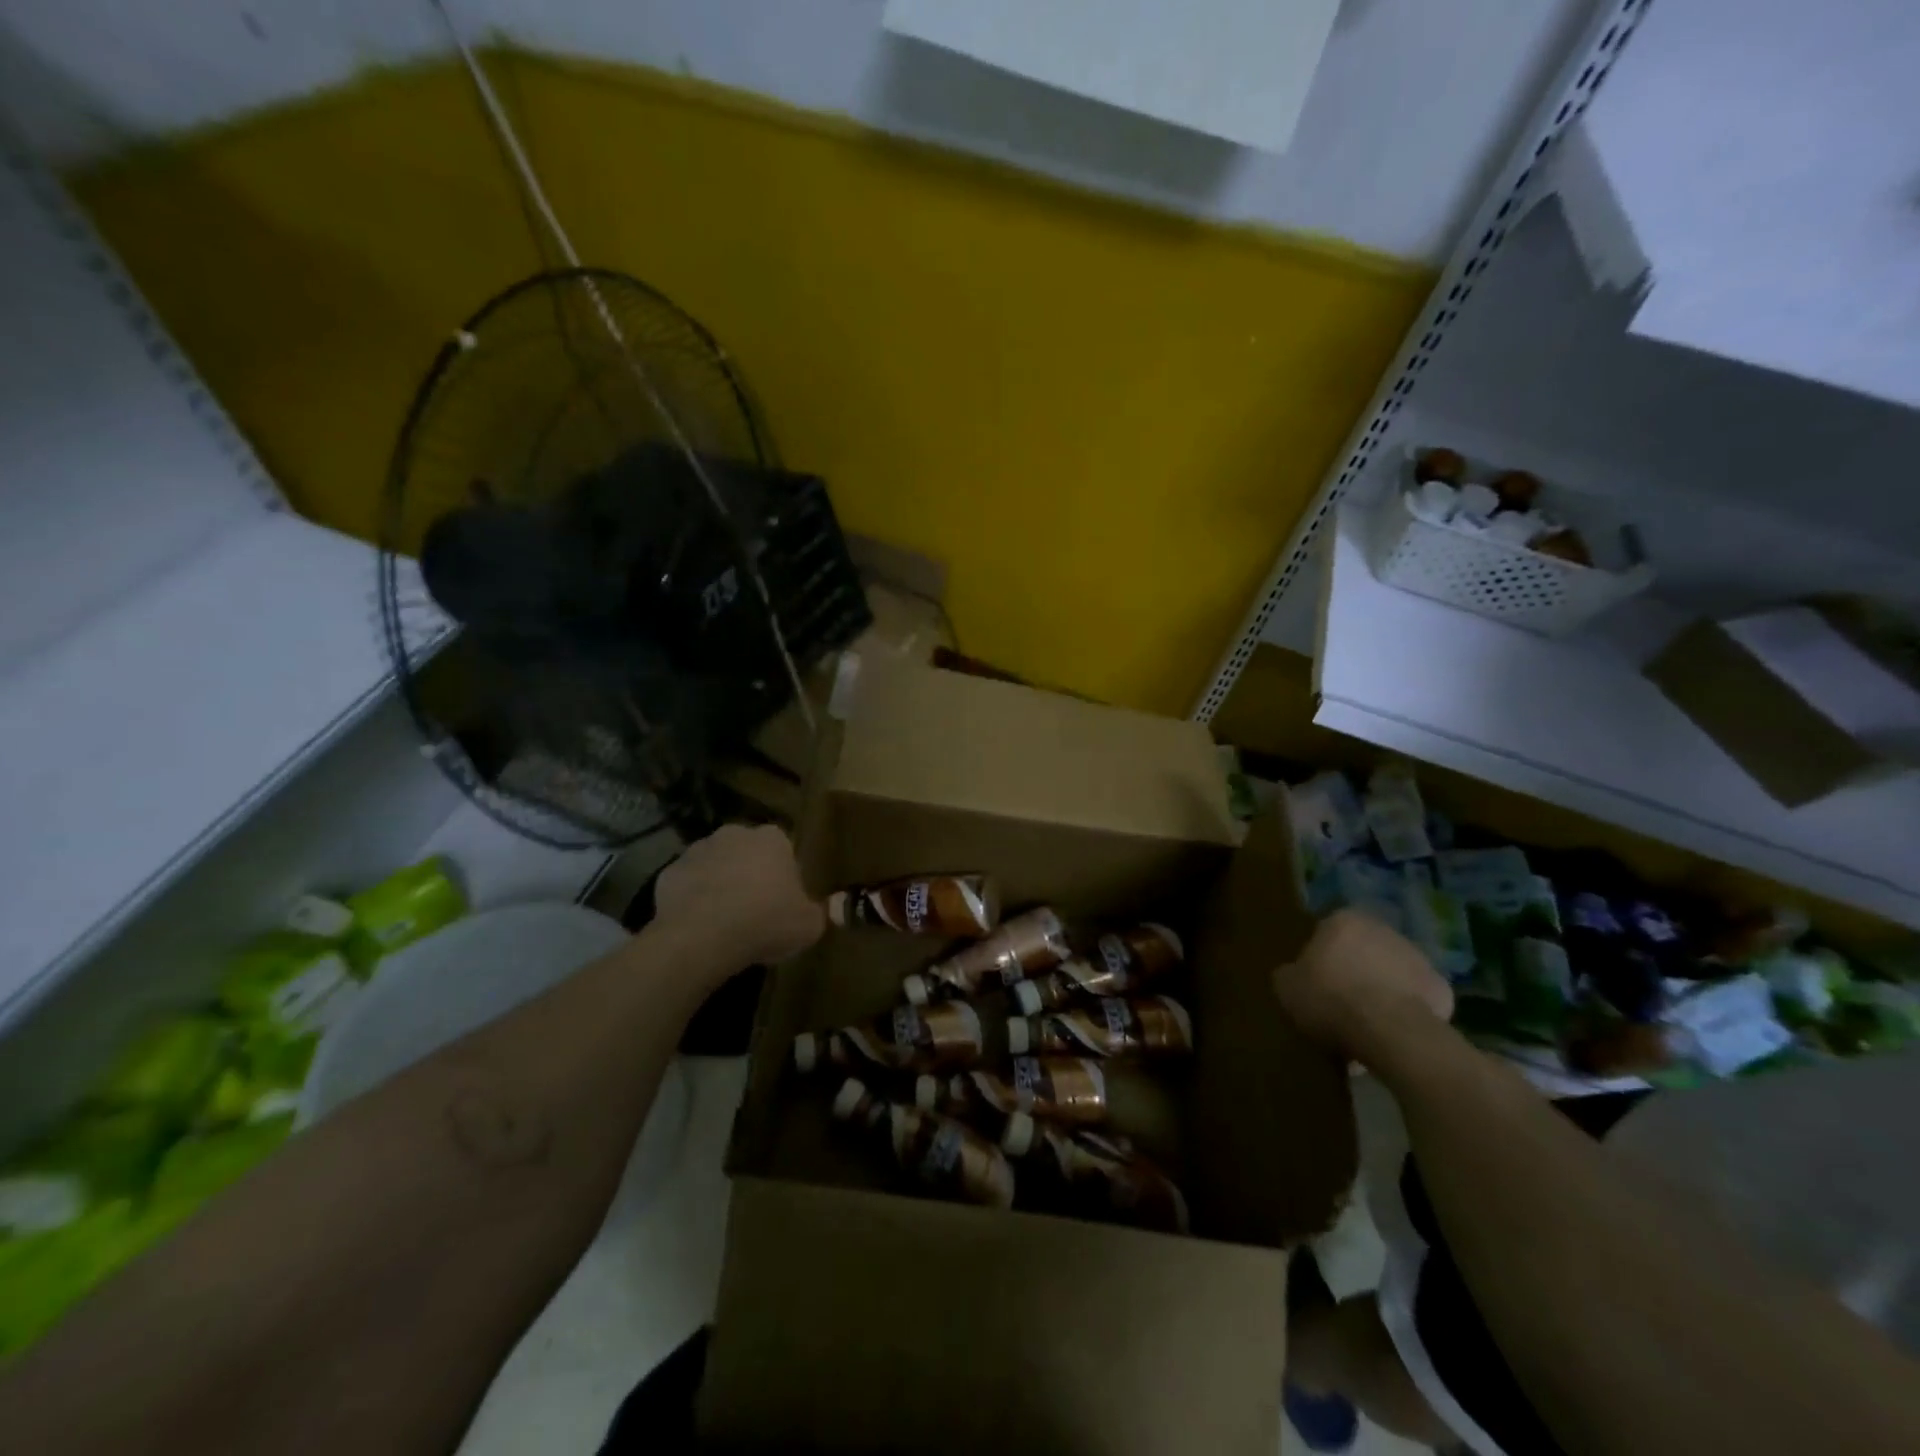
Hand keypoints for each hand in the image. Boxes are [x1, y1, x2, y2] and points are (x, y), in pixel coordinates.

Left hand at [653, 823, 824, 968]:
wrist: (701, 937)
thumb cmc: (765, 922)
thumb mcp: (809, 925)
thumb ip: (818, 913)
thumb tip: (819, 911)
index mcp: (772, 839)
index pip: (784, 850)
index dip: (784, 877)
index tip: (784, 903)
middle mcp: (734, 834)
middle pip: (747, 853)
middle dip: (750, 875)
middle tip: (755, 911)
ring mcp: (697, 851)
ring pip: (715, 866)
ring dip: (720, 885)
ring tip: (725, 922)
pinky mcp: (668, 873)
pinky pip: (687, 886)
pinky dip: (692, 901)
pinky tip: (699, 927)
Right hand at [1274, 909, 1454, 1066]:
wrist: (1388, 1030)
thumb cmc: (1329, 998)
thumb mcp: (1286, 987)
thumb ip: (1291, 974)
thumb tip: (1296, 975)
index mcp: (1343, 920)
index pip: (1326, 932)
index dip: (1319, 959)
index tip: (1314, 983)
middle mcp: (1383, 929)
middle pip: (1362, 951)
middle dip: (1353, 972)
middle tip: (1339, 1004)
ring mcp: (1418, 958)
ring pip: (1391, 974)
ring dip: (1380, 991)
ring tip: (1366, 1026)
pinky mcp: (1442, 989)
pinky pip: (1414, 1001)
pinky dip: (1404, 1013)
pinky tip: (1390, 1036)